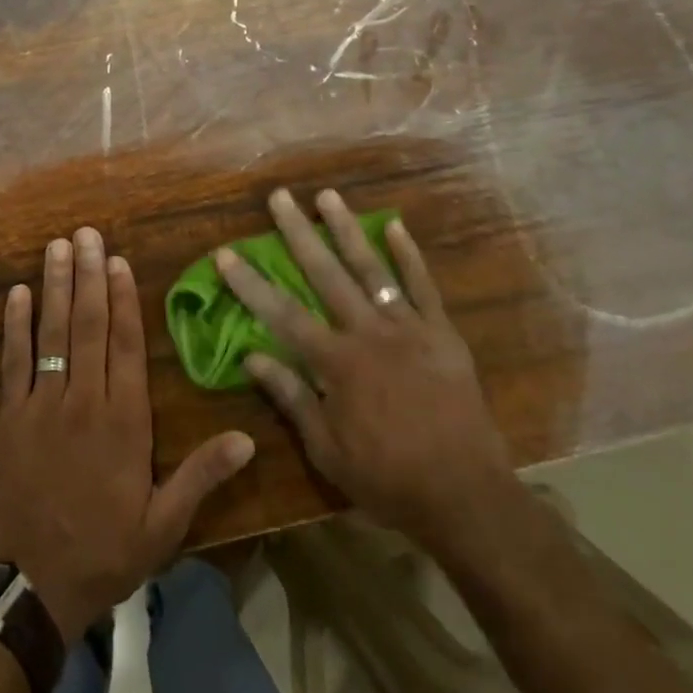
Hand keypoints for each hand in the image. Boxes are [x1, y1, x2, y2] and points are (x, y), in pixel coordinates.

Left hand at [0, 227, 255, 641]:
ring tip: (57, 247)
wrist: (30, 589)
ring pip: (51, 334)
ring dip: (54, 287)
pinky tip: (16, 293)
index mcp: (124, 422)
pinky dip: (14, 326)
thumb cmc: (103, 553)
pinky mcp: (10, 418)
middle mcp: (84, 402)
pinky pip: (13, 363)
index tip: (118, 260)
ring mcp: (42, 406)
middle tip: (86, 234)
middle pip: (88, 326)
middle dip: (88, 276)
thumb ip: (201, 476)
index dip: (123, 299)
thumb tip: (247, 439)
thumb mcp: (164, 526)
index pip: (126, 346)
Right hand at [217, 188, 512, 551]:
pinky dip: (409, 255)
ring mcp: (409, 328)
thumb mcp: (327, 450)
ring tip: (327, 196)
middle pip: (325, 274)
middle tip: (280, 197)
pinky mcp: (442, 333)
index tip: (225, 252)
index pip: (281, 314)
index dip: (250, 283)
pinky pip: (423, 286)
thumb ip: (292, 397)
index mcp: (337, 363)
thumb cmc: (387, 479)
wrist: (466, 496)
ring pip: (372, 269)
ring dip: (347, 230)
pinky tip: (395, 225)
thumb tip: (252, 358)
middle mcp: (368, 333)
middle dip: (298, 233)